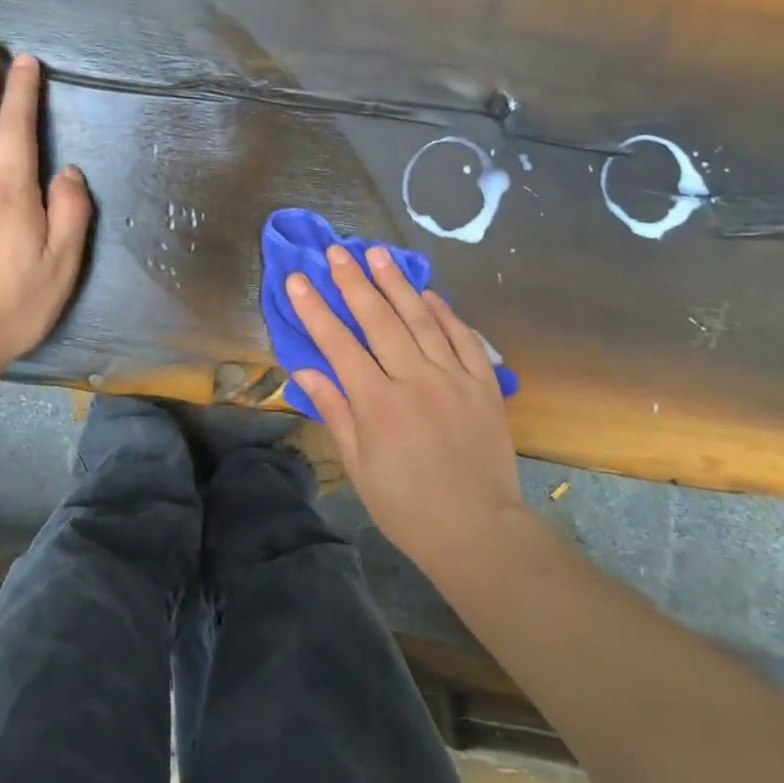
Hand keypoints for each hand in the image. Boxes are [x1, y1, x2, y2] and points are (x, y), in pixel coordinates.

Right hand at [287, 245, 526, 574]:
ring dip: (397, 284)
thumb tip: (304, 370)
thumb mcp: (359, 467)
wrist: (478, 531)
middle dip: (354, 283)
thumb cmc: (407, 507)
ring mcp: (453, 378)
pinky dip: (445, 312)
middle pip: (379, 320)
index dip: (315, 309)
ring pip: (420, 319)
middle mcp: (414, 381)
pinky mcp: (484, 384)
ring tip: (378, 254)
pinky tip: (429, 293)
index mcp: (378, 405)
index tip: (299, 279)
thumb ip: (335, 411)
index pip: (339, 344)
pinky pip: (463, 338)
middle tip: (338, 252)